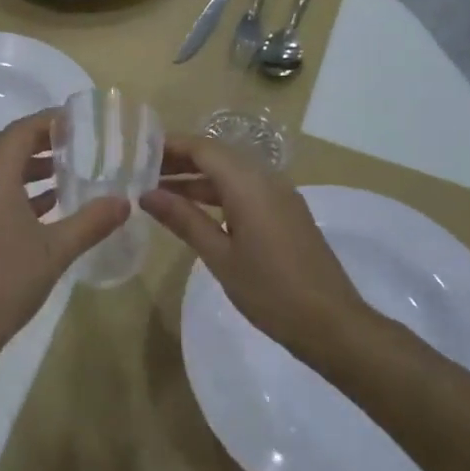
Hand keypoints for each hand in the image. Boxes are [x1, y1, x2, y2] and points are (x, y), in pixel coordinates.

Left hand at [0, 111, 129, 362]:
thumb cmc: (3, 283)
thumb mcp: (55, 251)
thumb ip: (92, 222)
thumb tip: (125, 201)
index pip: (21, 131)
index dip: (50, 121)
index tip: (82, 120)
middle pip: (8, 147)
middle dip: (43, 141)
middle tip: (81, 142)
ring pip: (0, 172)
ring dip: (32, 167)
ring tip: (70, 171)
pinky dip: (20, 191)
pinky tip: (48, 207)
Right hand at [140, 134, 363, 357]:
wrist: (331, 323)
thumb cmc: (270, 290)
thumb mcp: (220, 256)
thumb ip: (184, 219)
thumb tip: (147, 195)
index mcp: (249, 184)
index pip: (203, 148)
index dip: (170, 146)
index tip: (138, 153)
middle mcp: (266, 179)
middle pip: (217, 156)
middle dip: (180, 161)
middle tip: (142, 173)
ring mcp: (280, 195)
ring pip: (231, 173)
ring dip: (197, 179)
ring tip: (159, 192)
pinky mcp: (285, 213)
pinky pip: (245, 189)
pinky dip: (217, 193)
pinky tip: (195, 212)